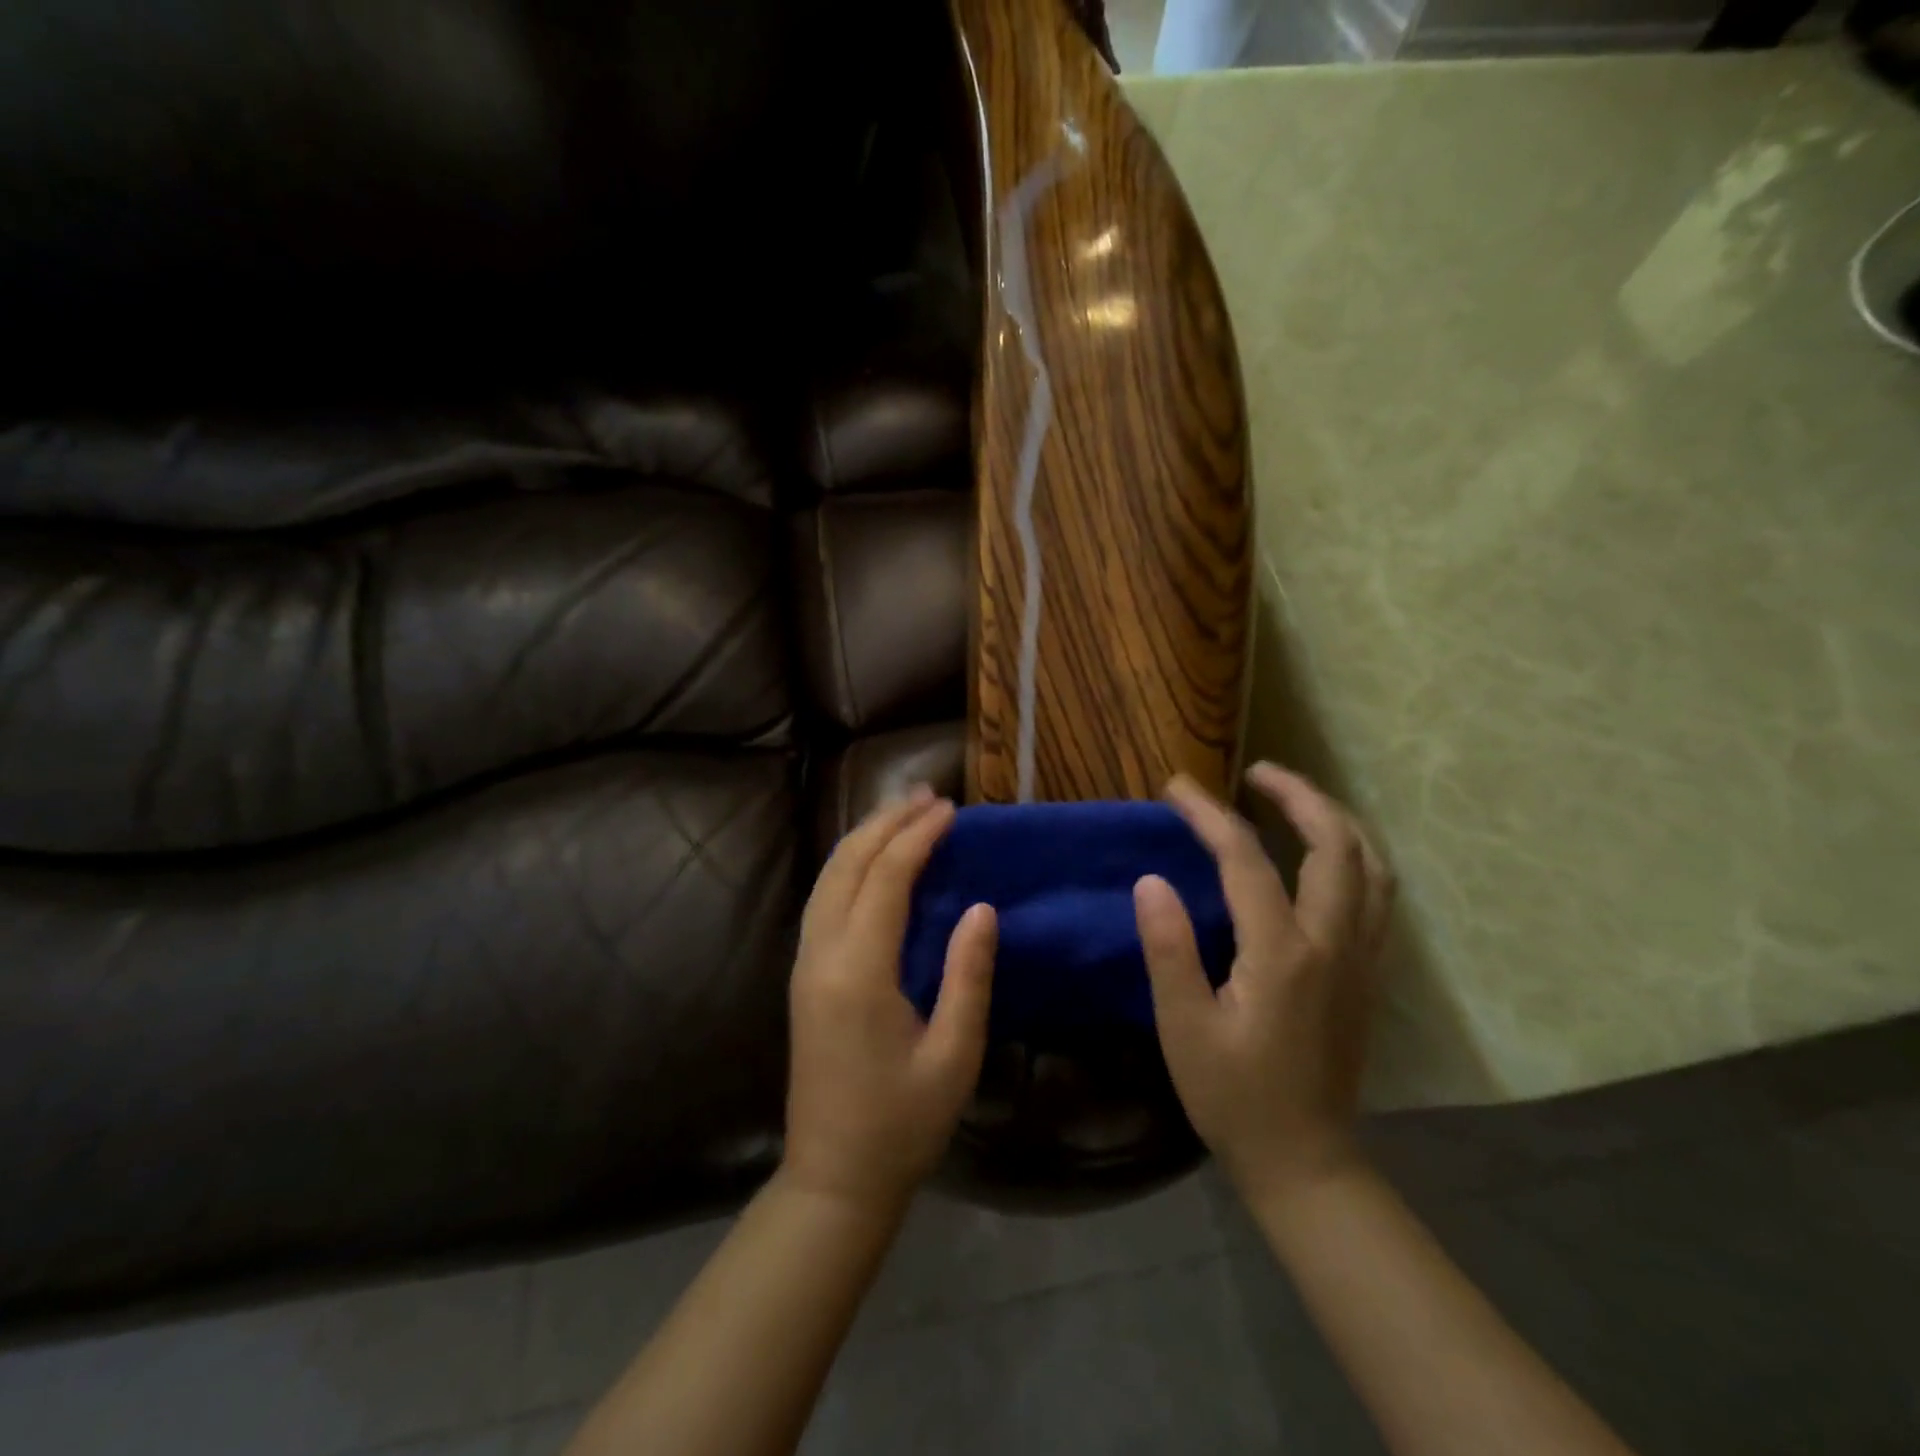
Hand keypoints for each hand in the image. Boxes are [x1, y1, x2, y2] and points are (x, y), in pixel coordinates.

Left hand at [783, 787, 997, 1213]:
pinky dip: (850, 866)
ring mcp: (805, 964)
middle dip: (886, 822)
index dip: (917, 837)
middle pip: (847, 865)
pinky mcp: (804, 976)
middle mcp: (821, 955)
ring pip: (828, 878)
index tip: (950, 810)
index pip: (885, 879)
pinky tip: (874, 861)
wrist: (834, 1178)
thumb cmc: (902, 1124)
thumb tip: (981, 908)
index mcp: (858, 972)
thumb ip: (967, 976)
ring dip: (864, 838)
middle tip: (927, 797)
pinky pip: (823, 900)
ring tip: (902, 814)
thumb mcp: (953, 1056)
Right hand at [1134, 763, 1393, 1202]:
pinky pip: (1376, 894)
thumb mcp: (1184, 1027)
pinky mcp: (1368, 973)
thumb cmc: (1233, 1095)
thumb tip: (1151, 880)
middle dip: (1298, 794)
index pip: (1246, 859)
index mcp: (1282, 953)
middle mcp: (1333, 942)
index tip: (1176, 787)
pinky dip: (1354, 855)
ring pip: (1370, 865)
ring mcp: (1361, 957)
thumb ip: (1168, 949)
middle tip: (1256, 772)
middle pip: (1335, 844)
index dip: (1208, 814)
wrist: (1306, 1160)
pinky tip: (1325, 855)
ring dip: (1335, 819)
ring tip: (1294, 800)